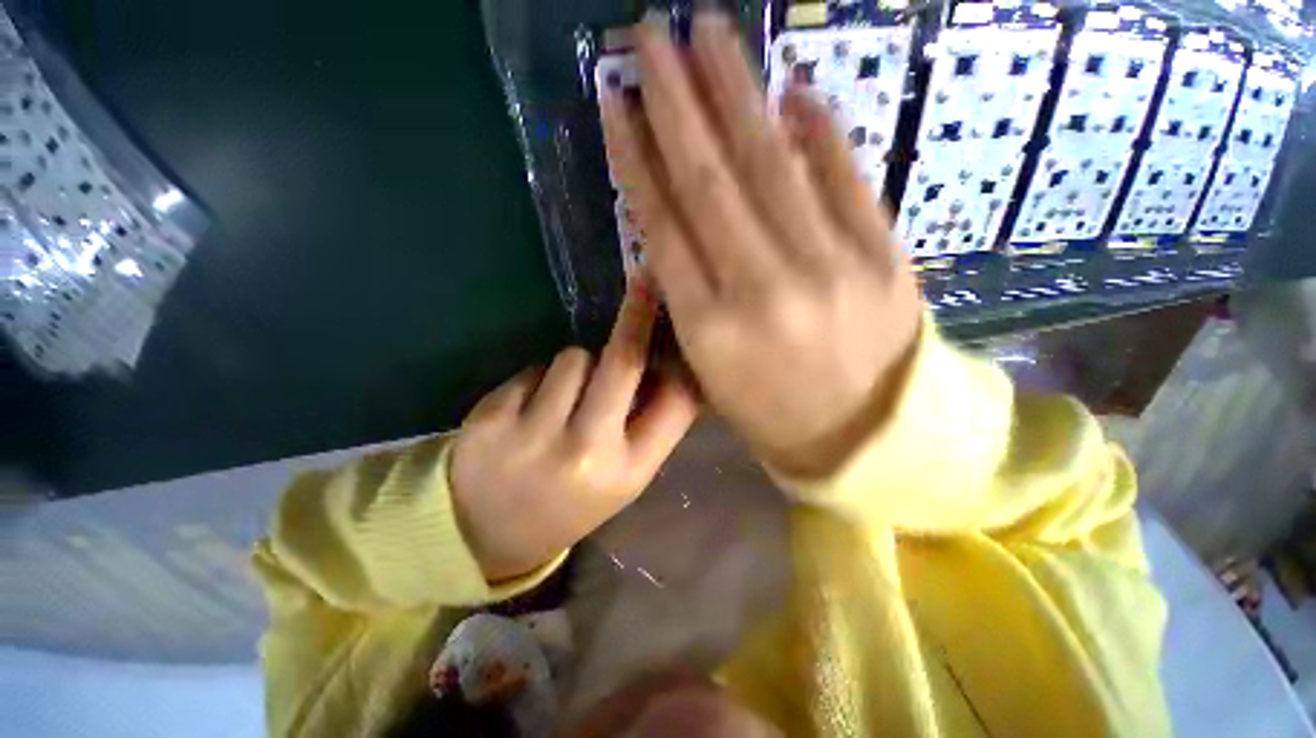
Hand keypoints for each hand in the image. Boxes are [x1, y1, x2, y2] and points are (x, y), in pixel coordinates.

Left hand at [451, 281, 698, 581]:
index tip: (685, 320)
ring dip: (577, 368)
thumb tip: (671, 366)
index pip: (676, 402)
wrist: (484, 532)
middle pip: (622, 362)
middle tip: (644, 283)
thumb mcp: (623, 477)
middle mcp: (585, 451)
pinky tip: (528, 412)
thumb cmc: (570, 503)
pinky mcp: (491, 416)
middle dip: (637, 316)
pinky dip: (540, 381)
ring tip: (563, 401)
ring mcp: (533, 433)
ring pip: (573, 358)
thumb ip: (651, 425)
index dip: (686, 359)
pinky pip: (534, 370)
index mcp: (627, 471)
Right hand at [599, 12, 921, 477]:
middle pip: (709, 179)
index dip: (636, 158)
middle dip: (674, 100)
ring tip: (707, 31)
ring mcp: (828, 265)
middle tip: (649, 35)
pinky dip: (819, 128)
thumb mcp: (711, 374)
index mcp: (712, 329)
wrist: (868, 438)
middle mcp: (762, 288)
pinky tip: (793, 88)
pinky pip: (845, 177)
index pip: (663, 225)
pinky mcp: (881, 255)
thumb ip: (687, 301)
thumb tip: (671, 231)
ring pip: (771, 161)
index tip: (616, 102)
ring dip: (735, 90)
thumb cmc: (776, 415)